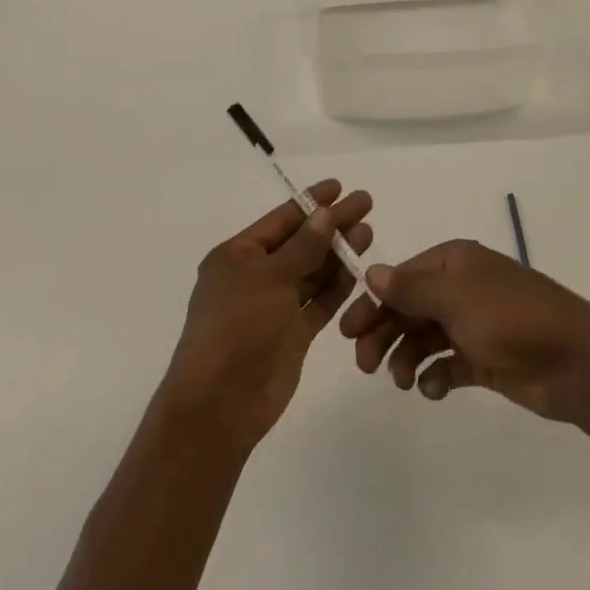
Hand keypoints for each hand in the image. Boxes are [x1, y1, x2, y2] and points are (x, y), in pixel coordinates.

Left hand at [158, 180, 372, 449]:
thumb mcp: (269, 278)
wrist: (221, 403)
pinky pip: (318, 302)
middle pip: (300, 243)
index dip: (311, 203)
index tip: (340, 187)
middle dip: (332, 225)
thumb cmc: (237, 327)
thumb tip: (326, 215)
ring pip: (312, 272)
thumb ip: (303, 247)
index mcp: (237, 256)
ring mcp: (274, 307)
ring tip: (368, 233)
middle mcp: (255, 277)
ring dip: (338, 253)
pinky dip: (337, 287)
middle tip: (366, 204)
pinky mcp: (292, 334)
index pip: (280, 220)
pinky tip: (358, 270)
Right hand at [339, 239, 589, 426]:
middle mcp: (460, 288)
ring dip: (407, 357)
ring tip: (404, 382)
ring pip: (424, 337)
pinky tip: (434, 390)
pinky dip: (435, 376)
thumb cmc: (512, 318)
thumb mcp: (457, 297)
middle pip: (409, 308)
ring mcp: (473, 324)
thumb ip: (411, 287)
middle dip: (385, 333)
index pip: (401, 278)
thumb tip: (371, 271)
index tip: (348, 331)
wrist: (577, 362)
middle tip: (366, 365)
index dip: (373, 302)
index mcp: (453, 262)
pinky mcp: (484, 357)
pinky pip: (447, 363)